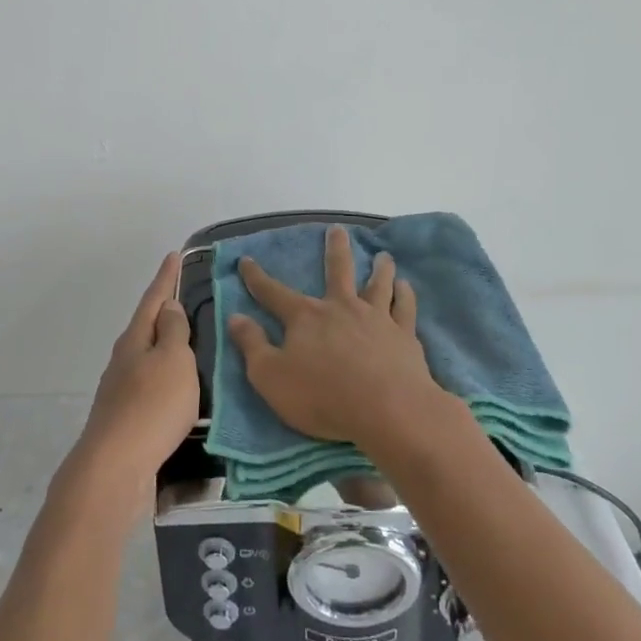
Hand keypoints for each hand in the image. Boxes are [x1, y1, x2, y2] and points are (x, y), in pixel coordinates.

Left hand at [69, 252, 200, 505]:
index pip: (154, 299)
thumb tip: (168, 307)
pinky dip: (167, 378)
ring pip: (149, 357)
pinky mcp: (127, 418)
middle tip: (188, 297)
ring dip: (168, 347)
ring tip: (192, 343)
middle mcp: (124, 359)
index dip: (166, 277)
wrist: (115, 469)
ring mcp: (122, 389)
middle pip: (147, 326)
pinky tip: (180, 389)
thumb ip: (174, 332)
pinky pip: (152, 385)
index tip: (174, 255)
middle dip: (166, 311)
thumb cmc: (151, 407)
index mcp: (135, 339)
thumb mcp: (173, 361)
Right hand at [228, 227, 451, 450]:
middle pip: (338, 270)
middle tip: (337, 230)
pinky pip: (405, 307)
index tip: (246, 260)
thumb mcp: (270, 377)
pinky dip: (405, 295)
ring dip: (379, 268)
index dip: (257, 278)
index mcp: (306, 317)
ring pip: (378, 284)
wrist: (388, 410)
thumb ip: (252, 346)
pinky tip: (406, 287)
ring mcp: (376, 318)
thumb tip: (235, 317)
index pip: (274, 293)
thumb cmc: (322, 397)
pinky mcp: (404, 336)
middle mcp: (341, 308)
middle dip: (335, 249)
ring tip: (383, 256)